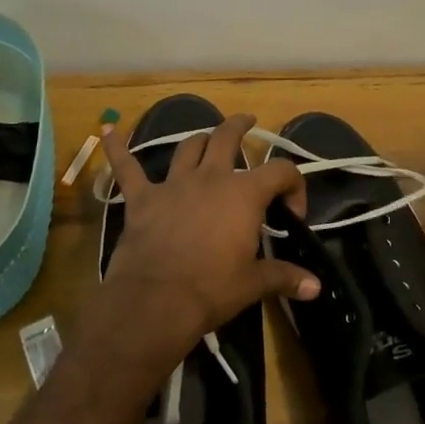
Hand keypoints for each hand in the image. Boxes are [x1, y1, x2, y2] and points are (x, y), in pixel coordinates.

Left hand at [96, 114, 319, 364]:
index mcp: (244, 194)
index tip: (292, 213)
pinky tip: (108, 129)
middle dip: (240, 127)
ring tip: (207, 137)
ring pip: (188, 147)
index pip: (281, 172)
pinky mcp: (142, 199)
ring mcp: (173, 185)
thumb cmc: (211, 289)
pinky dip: (117, 148)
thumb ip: (285, 277)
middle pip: (227, 138)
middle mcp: (210, 178)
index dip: (294, 185)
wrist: (156, 301)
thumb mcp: (253, 284)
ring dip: (199, 139)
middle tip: (248, 122)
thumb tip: (316, 287)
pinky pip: (127, 167)